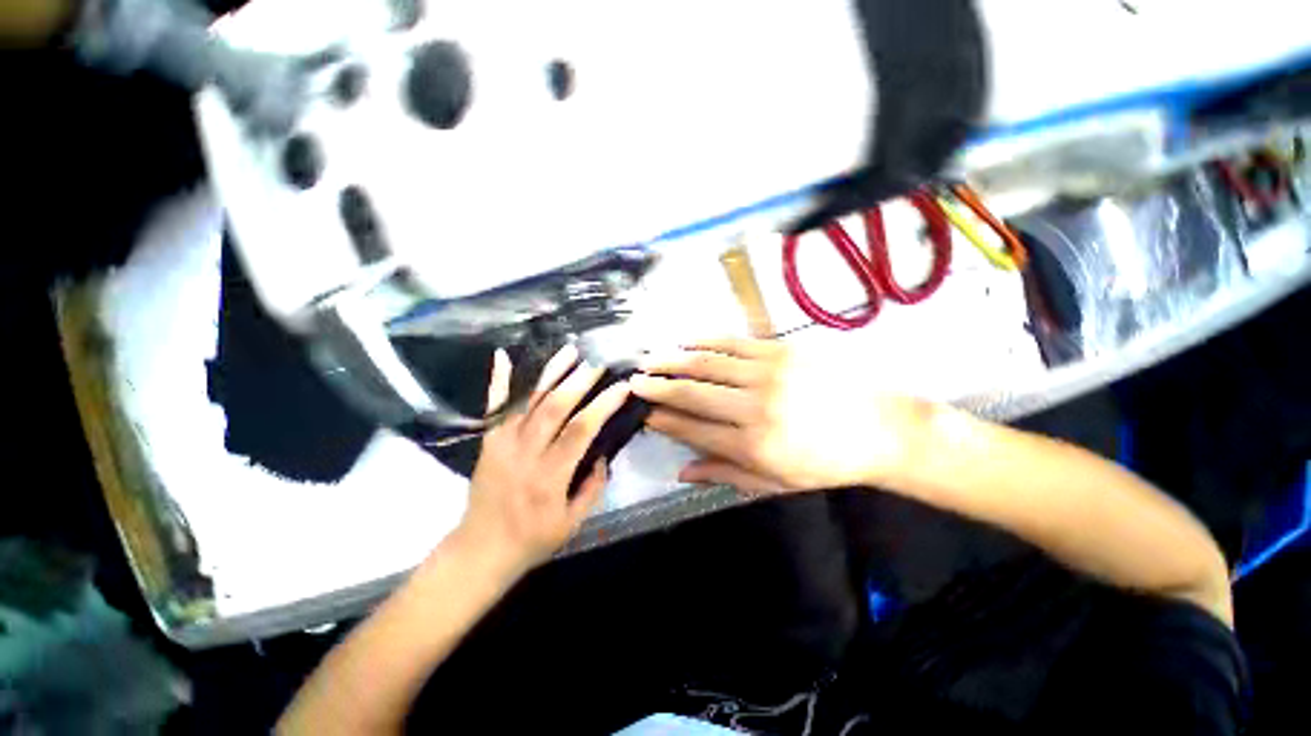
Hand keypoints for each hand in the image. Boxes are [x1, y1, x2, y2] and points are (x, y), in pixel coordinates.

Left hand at [454, 345, 630, 576]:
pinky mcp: (488, 440)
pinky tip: (503, 355)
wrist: (481, 549)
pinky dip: (498, 380)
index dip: (603, 405)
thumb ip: (593, 485)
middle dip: (580, 380)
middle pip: (554, 408)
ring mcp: (502, 443)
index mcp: (550, 476)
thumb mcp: (574, 521)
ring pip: (528, 401)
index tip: (622, 386)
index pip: (581, 430)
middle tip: (599, 360)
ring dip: (550, 373)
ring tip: (569, 350)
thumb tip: (602, 452)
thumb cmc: (533, 539)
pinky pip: (494, 406)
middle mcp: (525, 454)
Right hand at [631, 338, 932, 494]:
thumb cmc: (827, 463)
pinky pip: (733, 342)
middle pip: (692, 393)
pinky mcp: (781, 350)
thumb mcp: (776, 482)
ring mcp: (768, 373)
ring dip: (674, 361)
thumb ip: (724, 474)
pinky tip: (685, 340)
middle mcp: (754, 407)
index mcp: (752, 446)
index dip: (663, 420)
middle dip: (658, 387)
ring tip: (650, 360)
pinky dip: (705, 340)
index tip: (643, 412)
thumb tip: (681, 472)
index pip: (692, 428)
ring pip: (707, 364)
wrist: (883, 428)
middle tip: (633, 381)